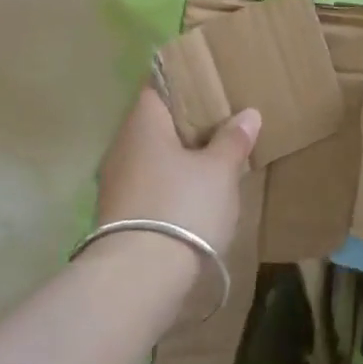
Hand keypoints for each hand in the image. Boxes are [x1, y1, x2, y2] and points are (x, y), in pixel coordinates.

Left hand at [95, 89, 260, 257]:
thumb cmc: (183, 207)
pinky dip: (169, 184)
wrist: (139, 279)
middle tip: (222, 123)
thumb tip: (247, 114)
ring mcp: (115, 183)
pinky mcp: (117, 216)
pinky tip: (193, 195)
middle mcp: (121, 146)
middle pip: (155, 124)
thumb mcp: (220, 171)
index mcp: (143, 123)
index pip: (158, 87)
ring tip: (213, 160)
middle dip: (185, 124)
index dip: (184, 85)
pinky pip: (148, 185)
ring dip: (178, 157)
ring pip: (151, 157)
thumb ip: (233, 140)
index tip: (211, 86)